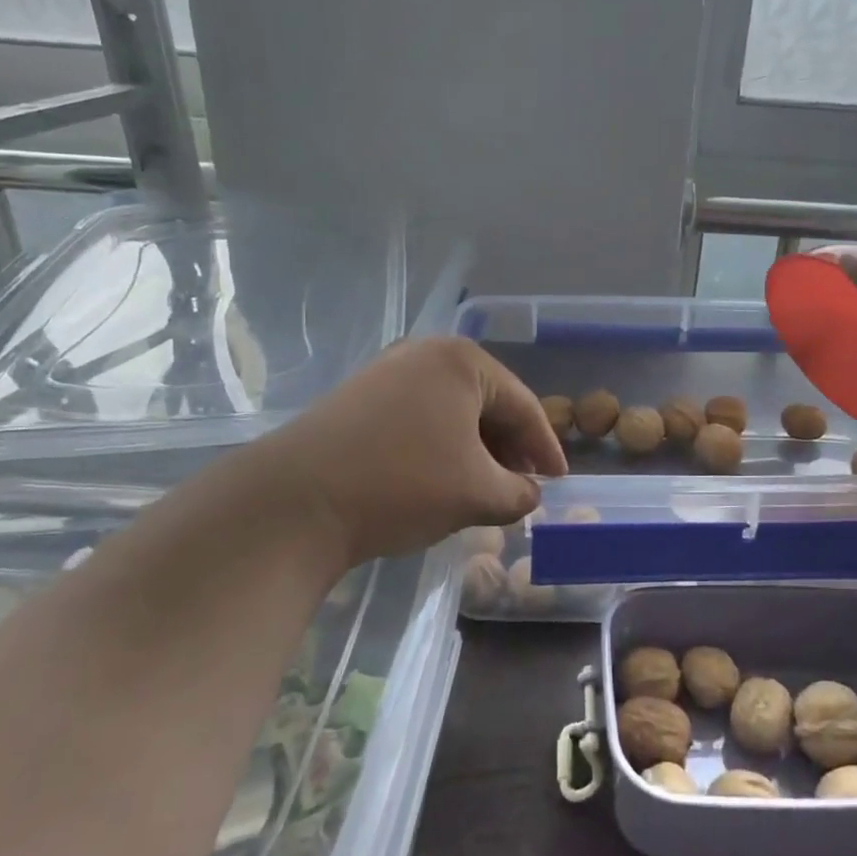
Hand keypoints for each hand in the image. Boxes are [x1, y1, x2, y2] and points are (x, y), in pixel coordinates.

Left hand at [240, 337, 566, 565]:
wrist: (295, 502)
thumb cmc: (402, 485)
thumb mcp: (477, 494)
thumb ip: (519, 493)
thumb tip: (529, 493)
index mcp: (463, 362)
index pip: (523, 406)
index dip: (547, 448)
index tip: (561, 481)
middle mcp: (425, 353)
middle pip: (487, 403)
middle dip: (509, 448)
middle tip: (523, 485)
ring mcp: (386, 372)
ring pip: (452, 412)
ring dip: (475, 449)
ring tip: (485, 486)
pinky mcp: (359, 397)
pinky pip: (419, 417)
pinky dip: (441, 446)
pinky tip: (441, 478)